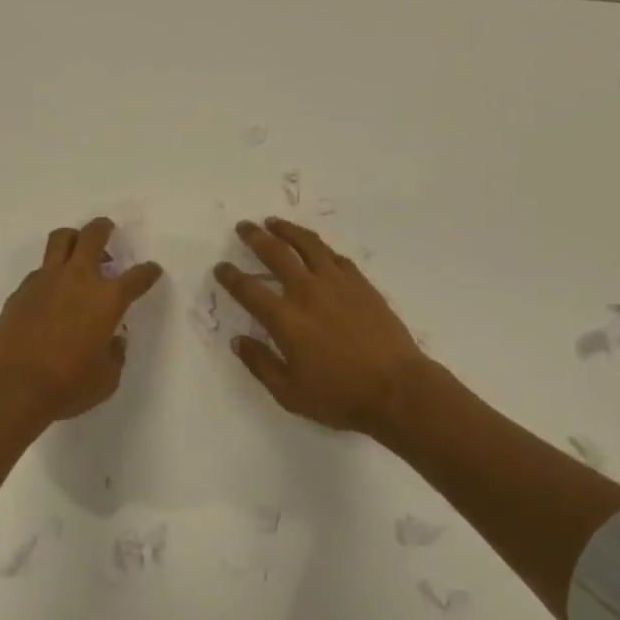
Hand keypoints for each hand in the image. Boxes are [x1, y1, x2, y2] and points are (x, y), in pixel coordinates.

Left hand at [0, 218, 163, 424]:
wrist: (10, 387)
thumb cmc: (67, 385)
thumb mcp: (105, 379)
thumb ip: (114, 355)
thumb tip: (113, 340)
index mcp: (107, 299)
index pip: (137, 277)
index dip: (148, 272)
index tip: (151, 271)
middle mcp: (78, 279)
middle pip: (93, 235)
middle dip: (104, 228)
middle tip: (108, 230)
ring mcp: (46, 281)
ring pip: (61, 239)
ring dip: (74, 238)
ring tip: (78, 251)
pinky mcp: (21, 291)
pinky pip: (40, 270)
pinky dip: (50, 273)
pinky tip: (51, 292)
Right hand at [214, 217, 430, 434]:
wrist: (397, 389)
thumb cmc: (341, 397)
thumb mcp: (290, 393)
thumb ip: (261, 364)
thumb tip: (238, 341)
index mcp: (286, 319)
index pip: (249, 290)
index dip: (231, 276)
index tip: (221, 267)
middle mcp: (307, 292)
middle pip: (275, 253)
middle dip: (255, 237)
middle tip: (243, 226)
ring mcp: (337, 283)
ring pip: (307, 244)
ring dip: (287, 230)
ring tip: (274, 222)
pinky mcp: (360, 283)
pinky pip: (335, 256)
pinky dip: (319, 247)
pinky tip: (315, 247)